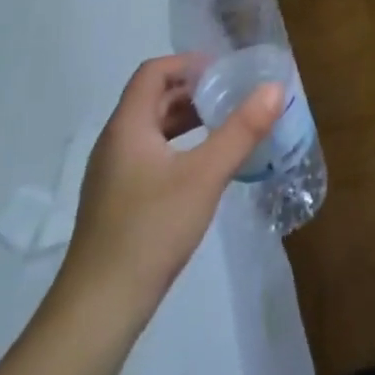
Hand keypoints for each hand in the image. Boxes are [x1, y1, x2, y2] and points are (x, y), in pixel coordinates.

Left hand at [55, 55, 282, 322]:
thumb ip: (241, 130)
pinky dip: (178, 149)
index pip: (154, 72)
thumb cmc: (151, 229)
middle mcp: (114, 143)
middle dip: (193, 92)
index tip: (224, 72)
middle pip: (153, 99)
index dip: (188, 64)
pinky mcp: (116, 203)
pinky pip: (149, 156)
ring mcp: (112, 176)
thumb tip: (274, 88)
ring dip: (187, 121)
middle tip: (233, 97)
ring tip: (225, 128)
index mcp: (128, 127)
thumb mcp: (205, 175)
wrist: (99, 310)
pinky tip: (203, 170)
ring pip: (152, 130)